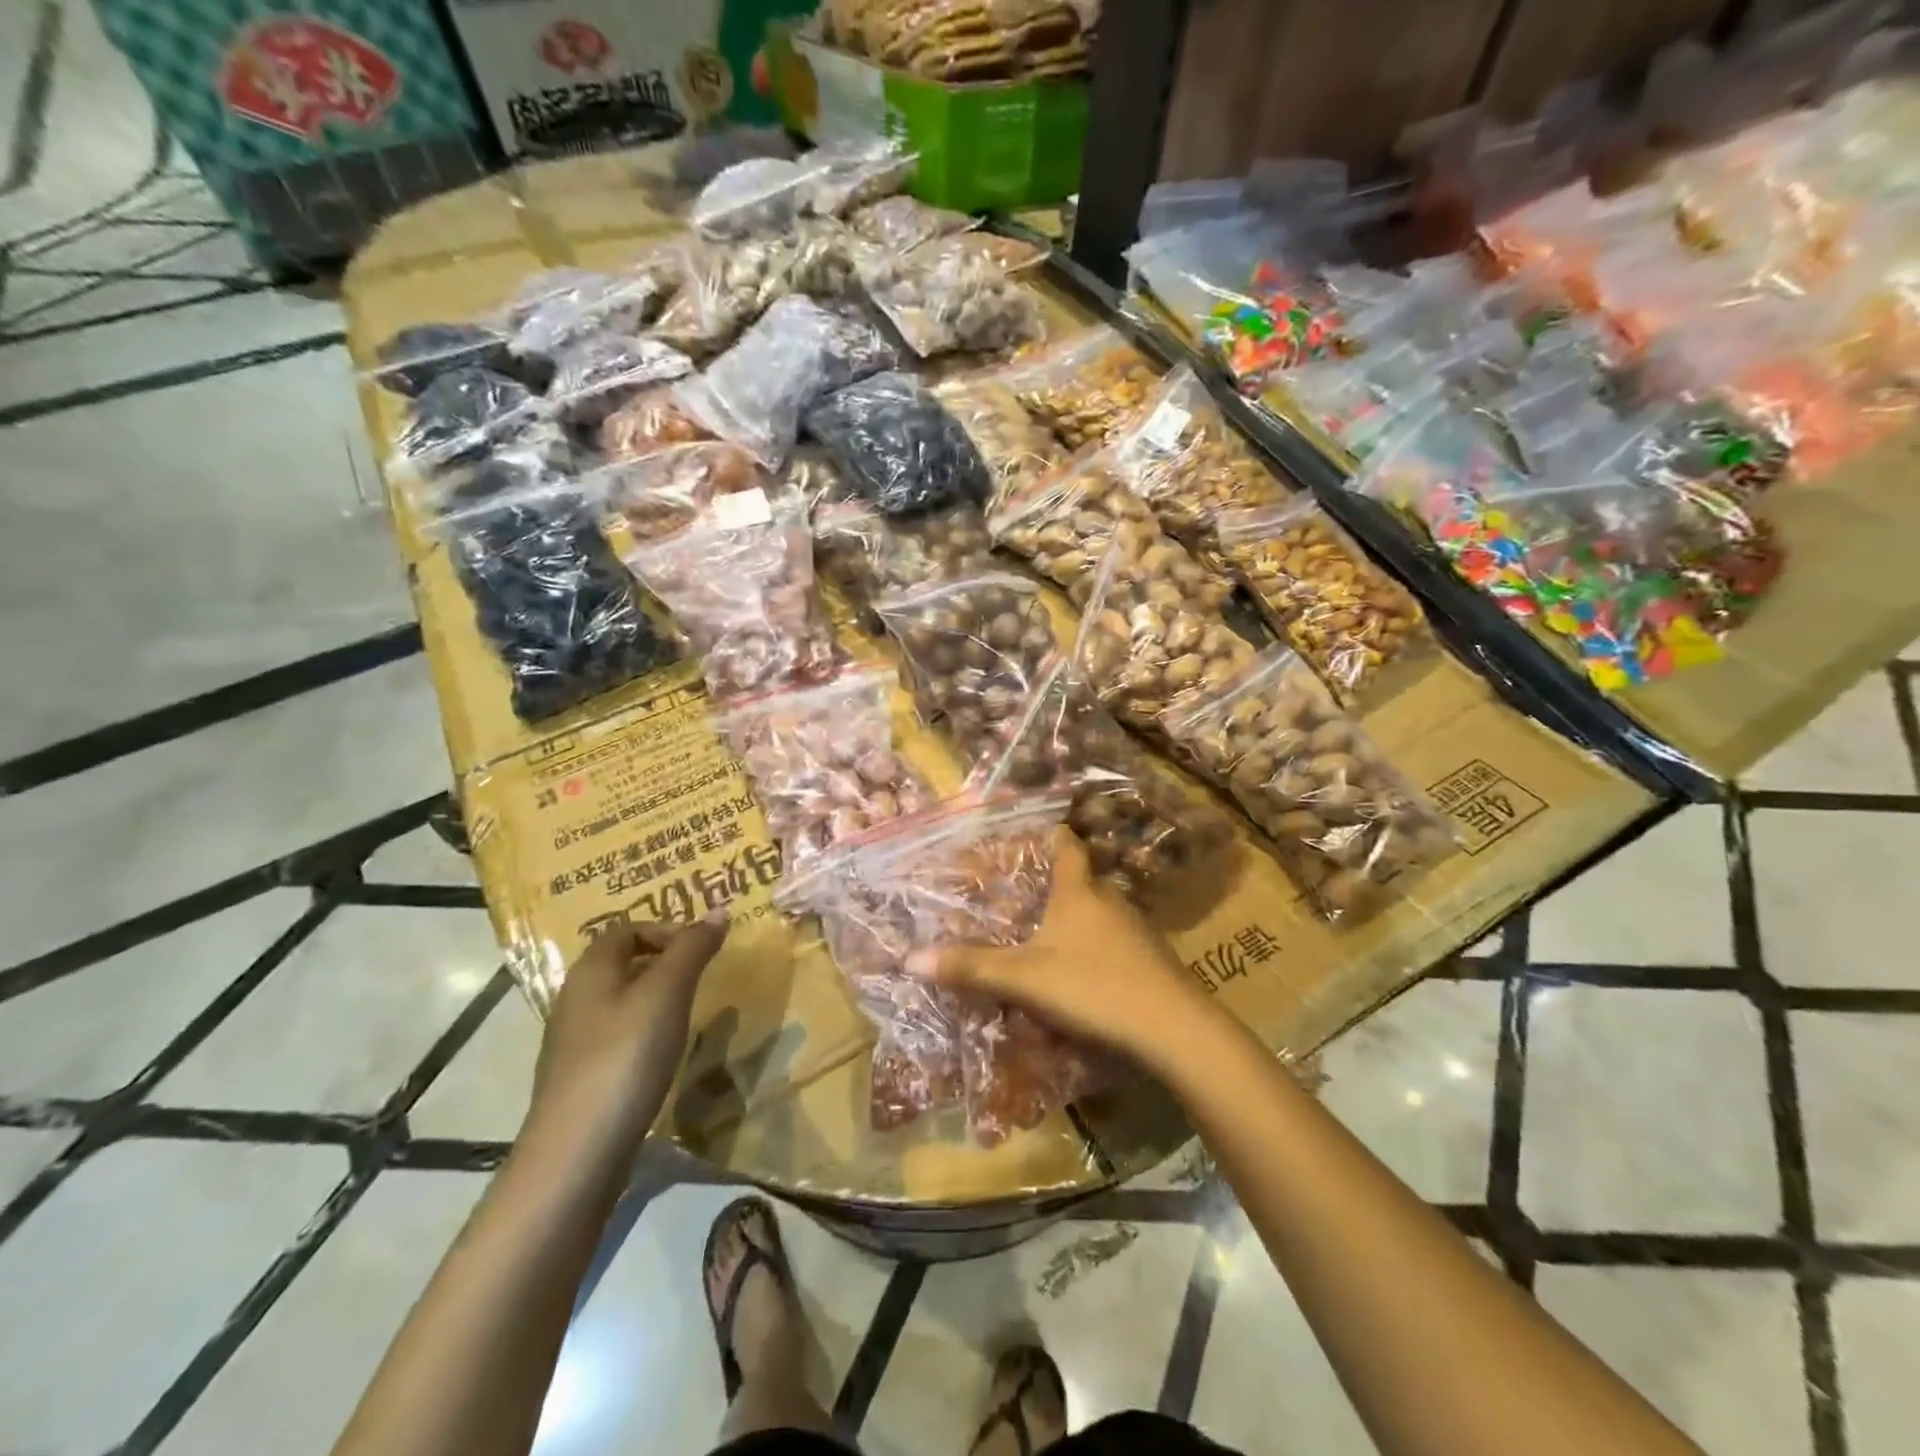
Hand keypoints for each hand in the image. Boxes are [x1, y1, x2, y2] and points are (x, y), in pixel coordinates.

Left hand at [525, 914, 729, 1153]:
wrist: (576, 1154)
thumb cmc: (625, 1057)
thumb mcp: (667, 993)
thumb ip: (692, 949)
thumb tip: (718, 910)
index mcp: (590, 971)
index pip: (626, 928)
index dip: (666, 929)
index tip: (702, 950)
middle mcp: (575, 999)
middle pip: (622, 963)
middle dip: (665, 962)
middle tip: (703, 977)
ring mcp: (575, 1043)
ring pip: (621, 1001)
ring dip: (657, 998)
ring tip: (690, 1014)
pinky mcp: (582, 1079)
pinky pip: (618, 1036)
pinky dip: (646, 1033)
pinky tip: (665, 1055)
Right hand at [908, 827, 1217, 1069]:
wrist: (1174, 1028)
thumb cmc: (1093, 986)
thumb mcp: (1024, 978)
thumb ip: (971, 967)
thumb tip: (911, 958)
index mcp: (1079, 891)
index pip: (1066, 845)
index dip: (1050, 834)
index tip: (1033, 833)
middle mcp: (1110, 900)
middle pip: (1082, 880)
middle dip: (1056, 885)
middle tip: (1025, 897)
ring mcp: (1137, 929)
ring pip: (1100, 913)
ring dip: (1077, 920)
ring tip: (1048, 937)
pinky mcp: (1153, 960)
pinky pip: (1116, 943)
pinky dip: (1096, 949)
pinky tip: (1084, 976)